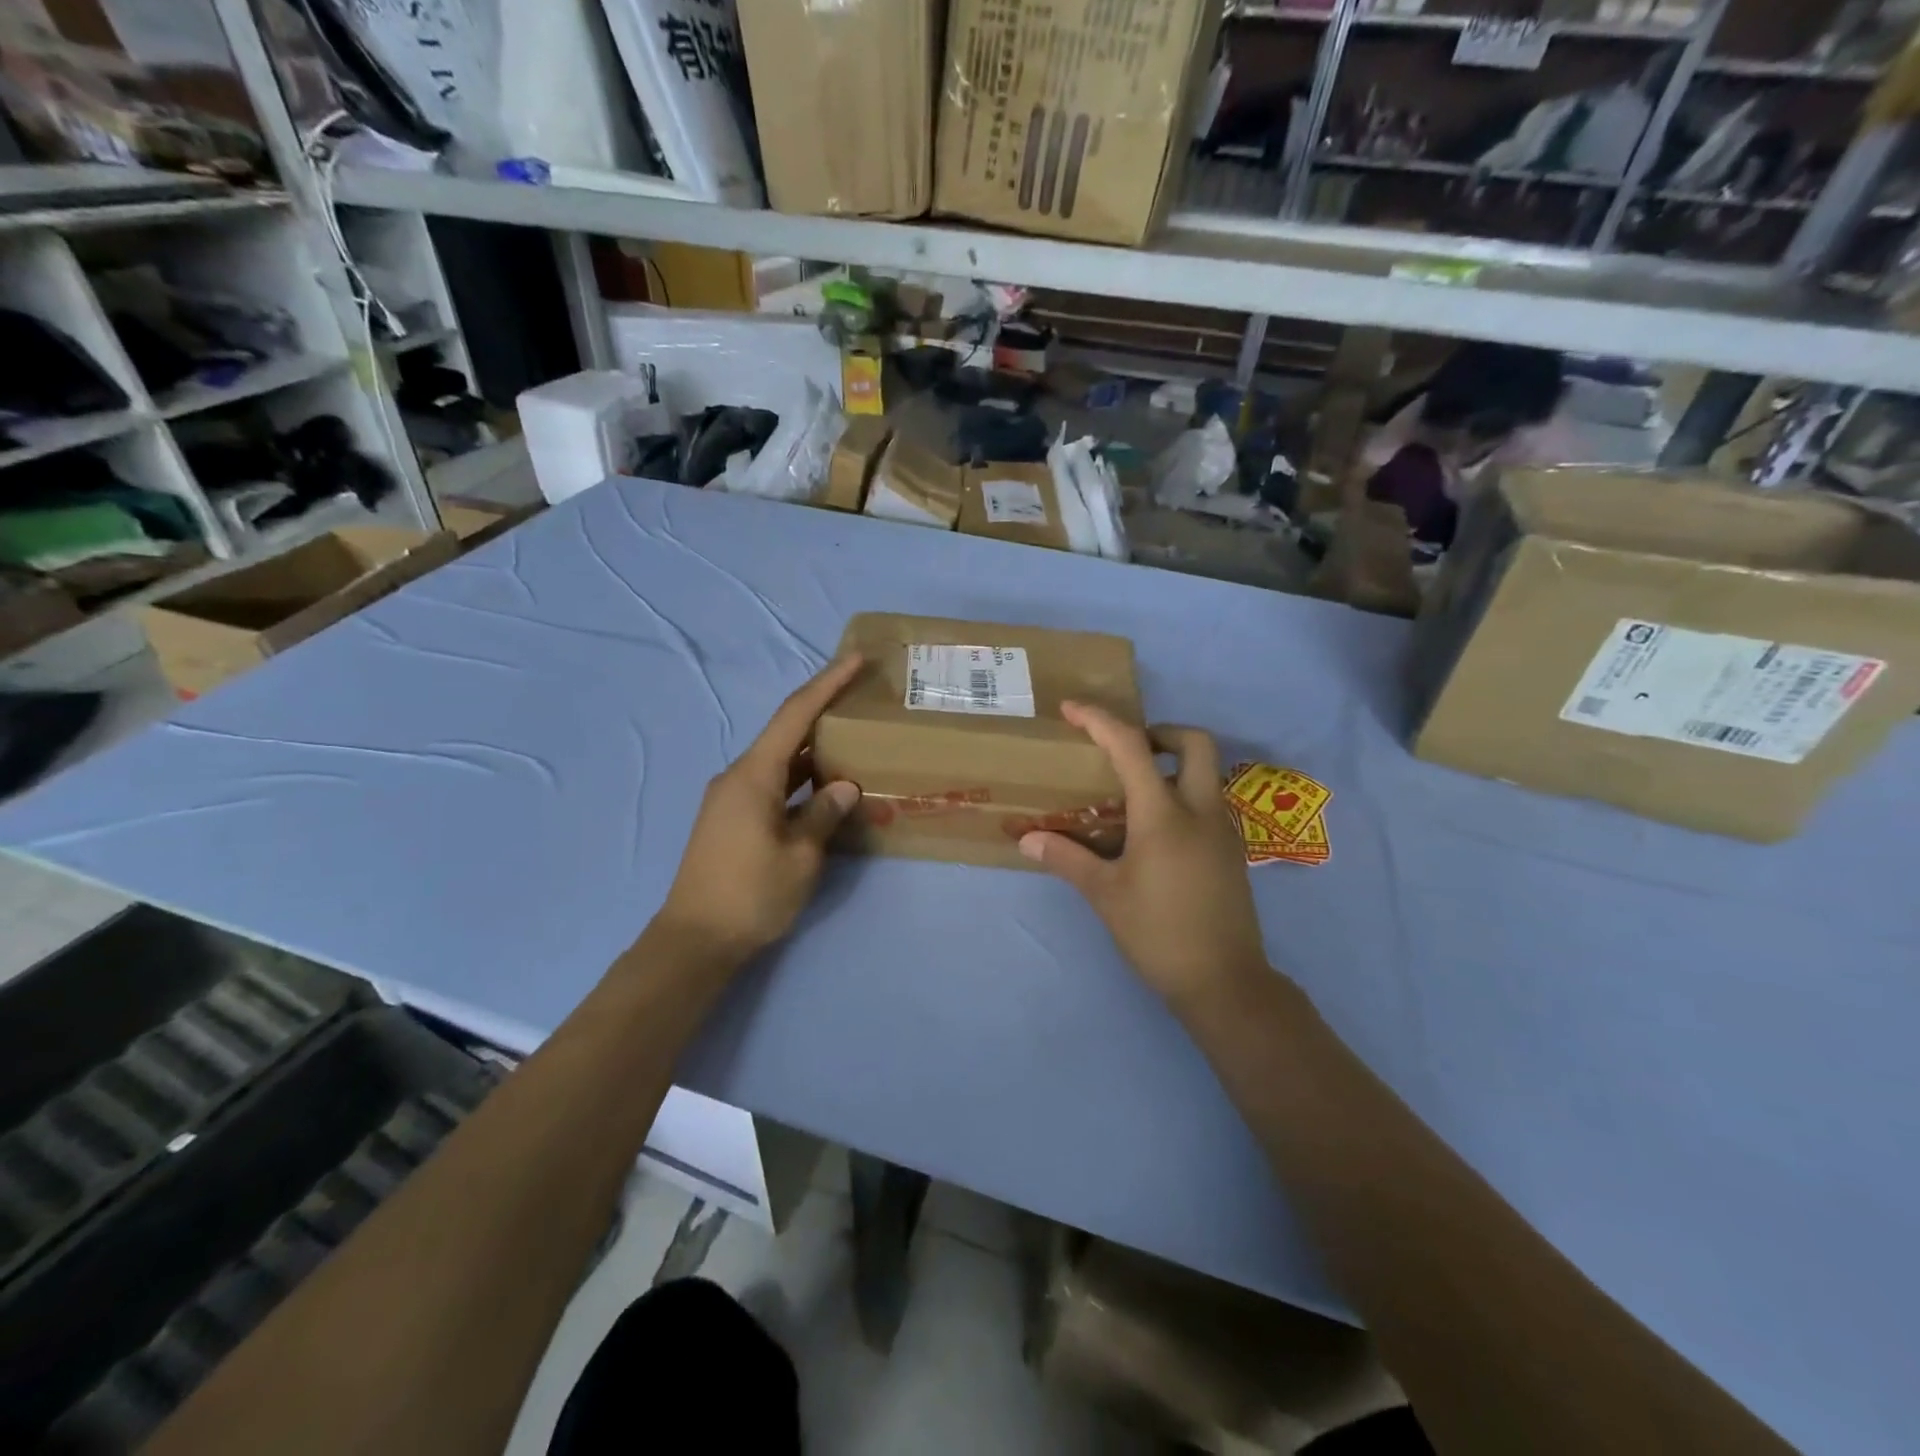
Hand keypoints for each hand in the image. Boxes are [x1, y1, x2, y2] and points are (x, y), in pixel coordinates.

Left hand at [655, 655, 863, 963]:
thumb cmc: (751, 895)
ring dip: (815, 751)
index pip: (795, 716)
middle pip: (787, 733)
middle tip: (863, 700)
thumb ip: (825, 814)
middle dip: (825, 713)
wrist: (694, 941)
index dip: (827, 684)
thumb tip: (844, 786)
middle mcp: (739, 777)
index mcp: (754, 775)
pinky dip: (801, 779)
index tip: (855, 659)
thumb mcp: (800, 857)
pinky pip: (773, 784)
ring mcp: (732, 798)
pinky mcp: (732, 819)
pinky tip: (826, 787)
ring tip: (855, 741)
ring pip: (781, 761)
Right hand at [1019, 702, 1269, 1014]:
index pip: (1132, 748)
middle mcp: (1200, 811)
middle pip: (1195, 742)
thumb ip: (1067, 858)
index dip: (1100, 720)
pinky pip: (1209, 802)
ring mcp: (1223, 830)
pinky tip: (1156, 831)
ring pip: (1207, 772)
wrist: (1224, 982)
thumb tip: (1027, 839)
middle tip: (1127, 752)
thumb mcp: (1105, 895)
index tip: (1072, 709)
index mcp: (1164, 815)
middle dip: (1161, 732)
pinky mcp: (1232, 852)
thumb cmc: (1158, 934)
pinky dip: (1184, 794)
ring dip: (1174, 764)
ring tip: (1134, 792)